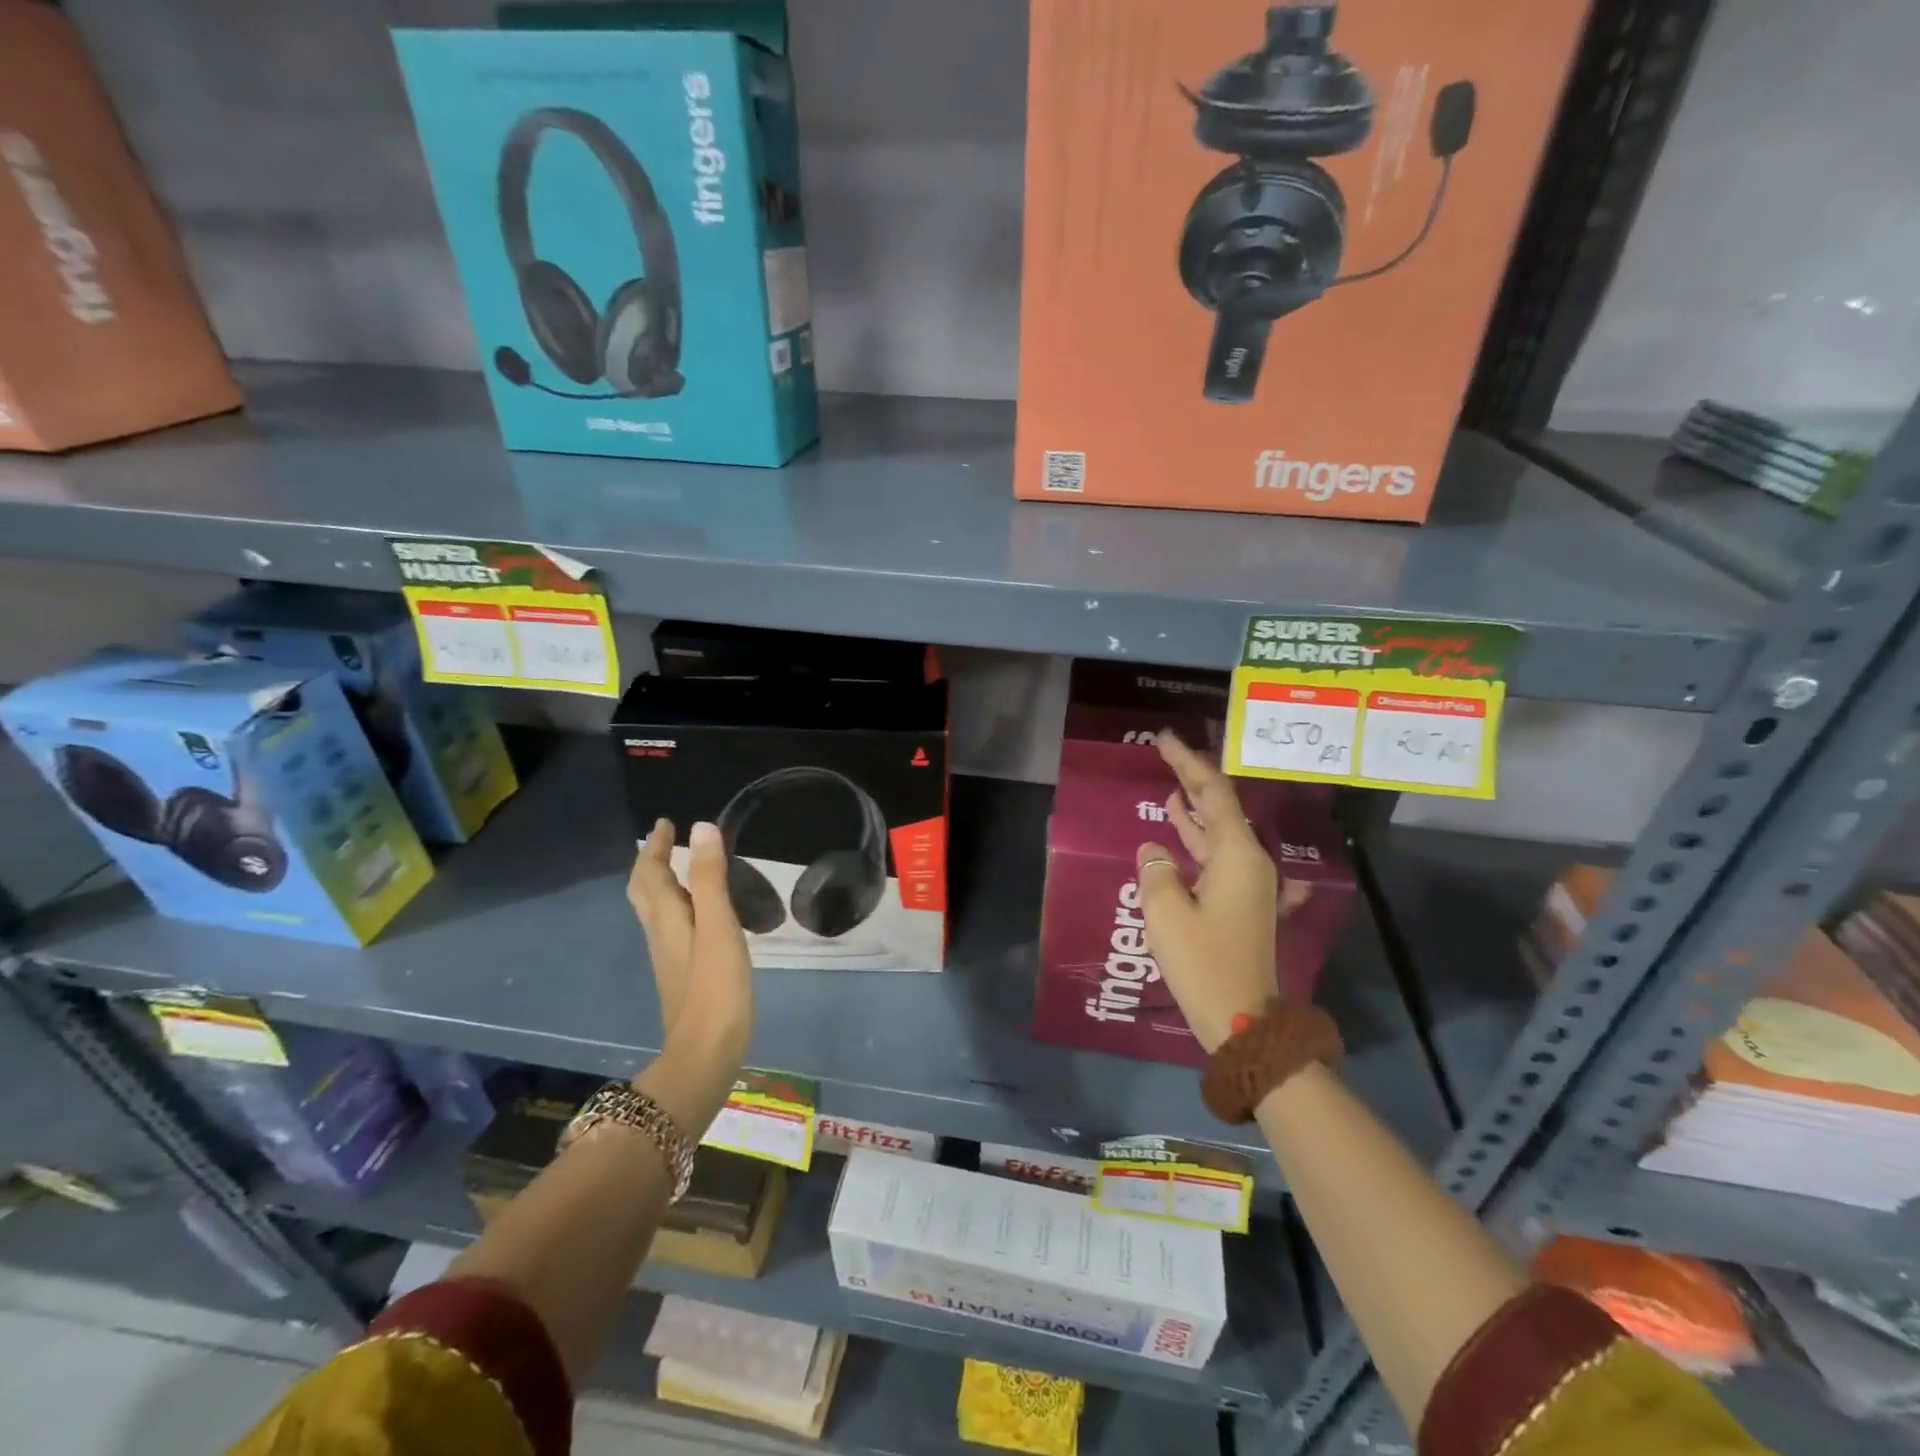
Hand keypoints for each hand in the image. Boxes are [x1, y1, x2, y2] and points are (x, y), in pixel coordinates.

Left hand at [627, 820, 753, 1074]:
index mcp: (667, 918)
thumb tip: (701, 828)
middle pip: (644, 892)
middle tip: (666, 841)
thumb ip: (711, 878)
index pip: (651, 874)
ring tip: (680, 867)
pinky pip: (671, 926)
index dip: (656, 847)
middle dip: (651, 863)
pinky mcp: (682, 973)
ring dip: (661, 882)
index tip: (665, 823)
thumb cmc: (715, 987)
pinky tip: (698, 912)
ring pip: (655, 909)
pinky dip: (677, 905)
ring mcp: (669, 956)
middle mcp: (661, 933)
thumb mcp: (718, 926)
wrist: (705, 1053)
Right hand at [1134, 731, 1281, 1052]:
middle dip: (1192, 777)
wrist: (1243, 1020)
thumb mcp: (1166, 914)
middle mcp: (1249, 862)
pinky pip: (1215, 854)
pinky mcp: (1238, 901)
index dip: (1188, 762)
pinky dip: (1194, 836)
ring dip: (1193, 806)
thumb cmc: (1204, 963)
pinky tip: (1174, 828)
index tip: (1165, 739)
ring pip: (1217, 830)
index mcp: (1237, 856)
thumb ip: (1156, 871)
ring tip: (1168, 782)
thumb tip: (1154, 851)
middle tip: (1165, 750)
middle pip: (1220, 806)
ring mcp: (1247, 883)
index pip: (1212, 793)